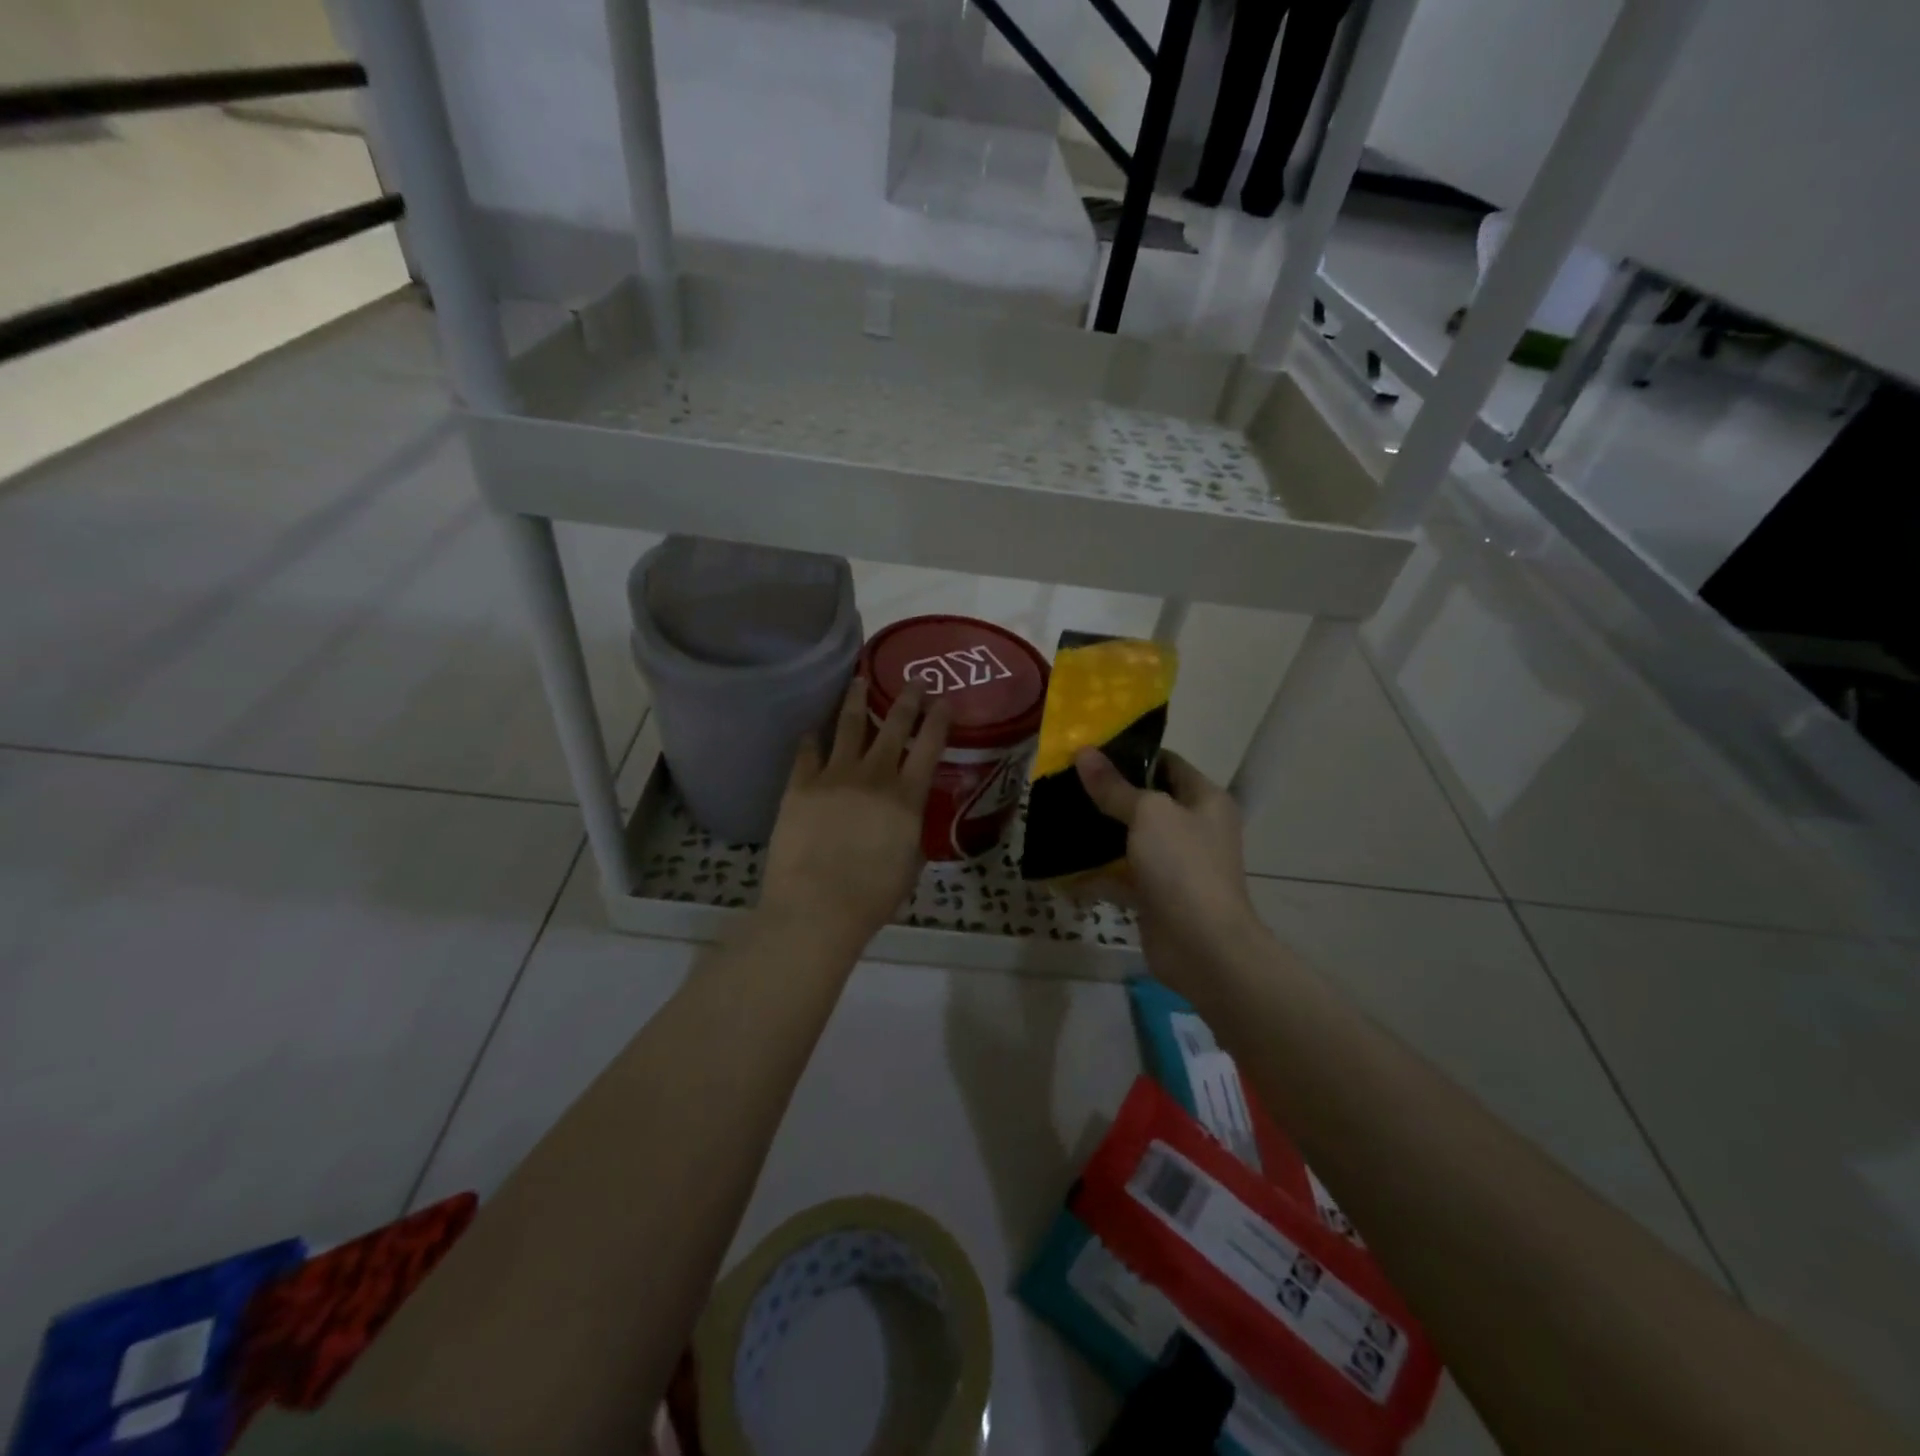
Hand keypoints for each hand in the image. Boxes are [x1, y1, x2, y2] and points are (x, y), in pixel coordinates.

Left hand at [762, 675, 948, 947]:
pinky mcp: (799, 785)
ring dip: (856, 700)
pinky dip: (812, 738)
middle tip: (912, 681)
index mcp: (906, 797)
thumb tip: (906, 819)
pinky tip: (812, 729)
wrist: (816, 907)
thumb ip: (910, 832)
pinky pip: (807, 752)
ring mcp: (833, 776)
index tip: (943, 700)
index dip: (938, 720)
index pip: (929, 746)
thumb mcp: (909, 865)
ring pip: (848, 726)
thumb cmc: (872, 897)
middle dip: (906, 700)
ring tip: (858, 680)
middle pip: (892, 726)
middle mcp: (874, 776)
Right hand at [1074, 748, 1264, 997]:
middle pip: (1146, 802)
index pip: (1166, 763)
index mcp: (1204, 800)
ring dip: (1098, 834)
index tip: (1090, 751)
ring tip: (1057, 817)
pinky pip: (1121, 877)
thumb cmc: (1183, 866)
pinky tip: (1060, 868)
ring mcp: (1175, 864)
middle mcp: (1193, 828)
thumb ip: (1114, 787)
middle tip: (1065, 782)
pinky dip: (1095, 874)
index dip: (1130, 754)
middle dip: (1107, 794)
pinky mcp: (1156, 895)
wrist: (1203, 947)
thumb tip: (1084, 753)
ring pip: (1130, 840)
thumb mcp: (1148, 814)